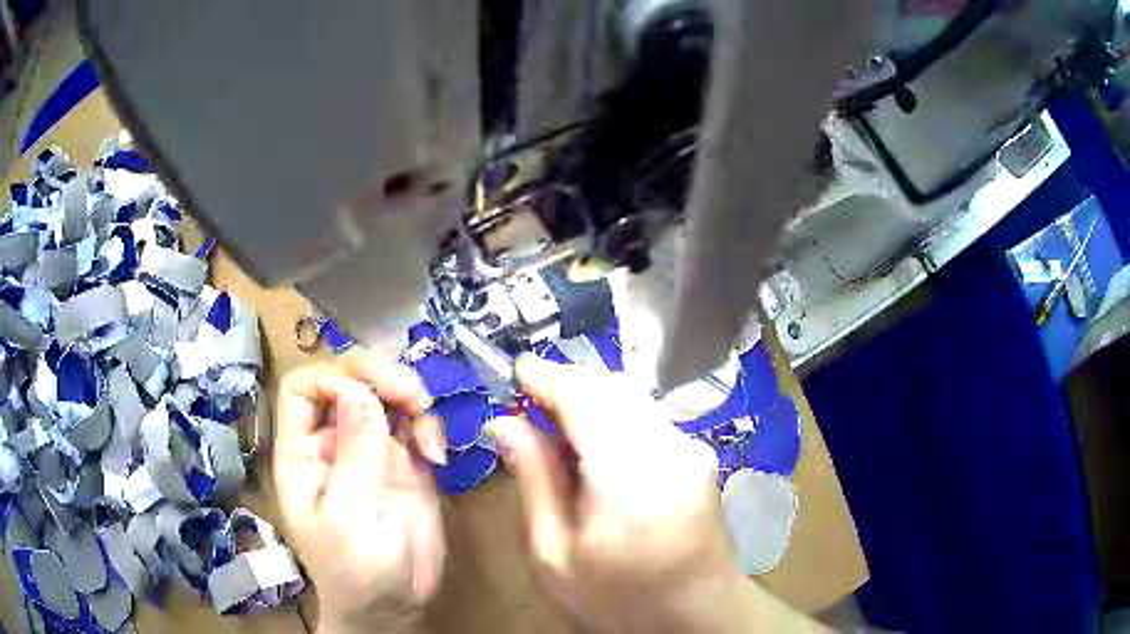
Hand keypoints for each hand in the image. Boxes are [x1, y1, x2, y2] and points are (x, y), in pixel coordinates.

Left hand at [273, 353, 447, 633]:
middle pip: (348, 381)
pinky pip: (417, 426)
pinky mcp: (406, 465)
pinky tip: (439, 455)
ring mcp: (371, 451)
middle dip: (380, 376)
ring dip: (409, 396)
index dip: (332, 377)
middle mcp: (334, 443)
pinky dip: (430, 427)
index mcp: (303, 452)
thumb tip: (359, 391)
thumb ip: (353, 455)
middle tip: (414, 395)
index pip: (303, 389)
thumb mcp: (347, 517)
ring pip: (386, 396)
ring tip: (427, 418)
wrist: (395, 605)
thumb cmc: (355, 571)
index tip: (369, 394)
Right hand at [489, 357, 824, 633]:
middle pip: (610, 386)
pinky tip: (594, 450)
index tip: (514, 375)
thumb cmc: (618, 598)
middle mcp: (669, 447)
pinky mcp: (700, 453)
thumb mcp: (554, 554)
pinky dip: (613, 416)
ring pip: (631, 397)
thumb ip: (532, 481)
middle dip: (566, 385)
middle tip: (528, 410)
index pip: (584, 394)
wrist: (698, 615)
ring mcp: (691, 447)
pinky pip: (647, 416)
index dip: (546, 376)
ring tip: (556, 433)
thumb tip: (503, 424)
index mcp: (628, 475)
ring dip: (589, 400)